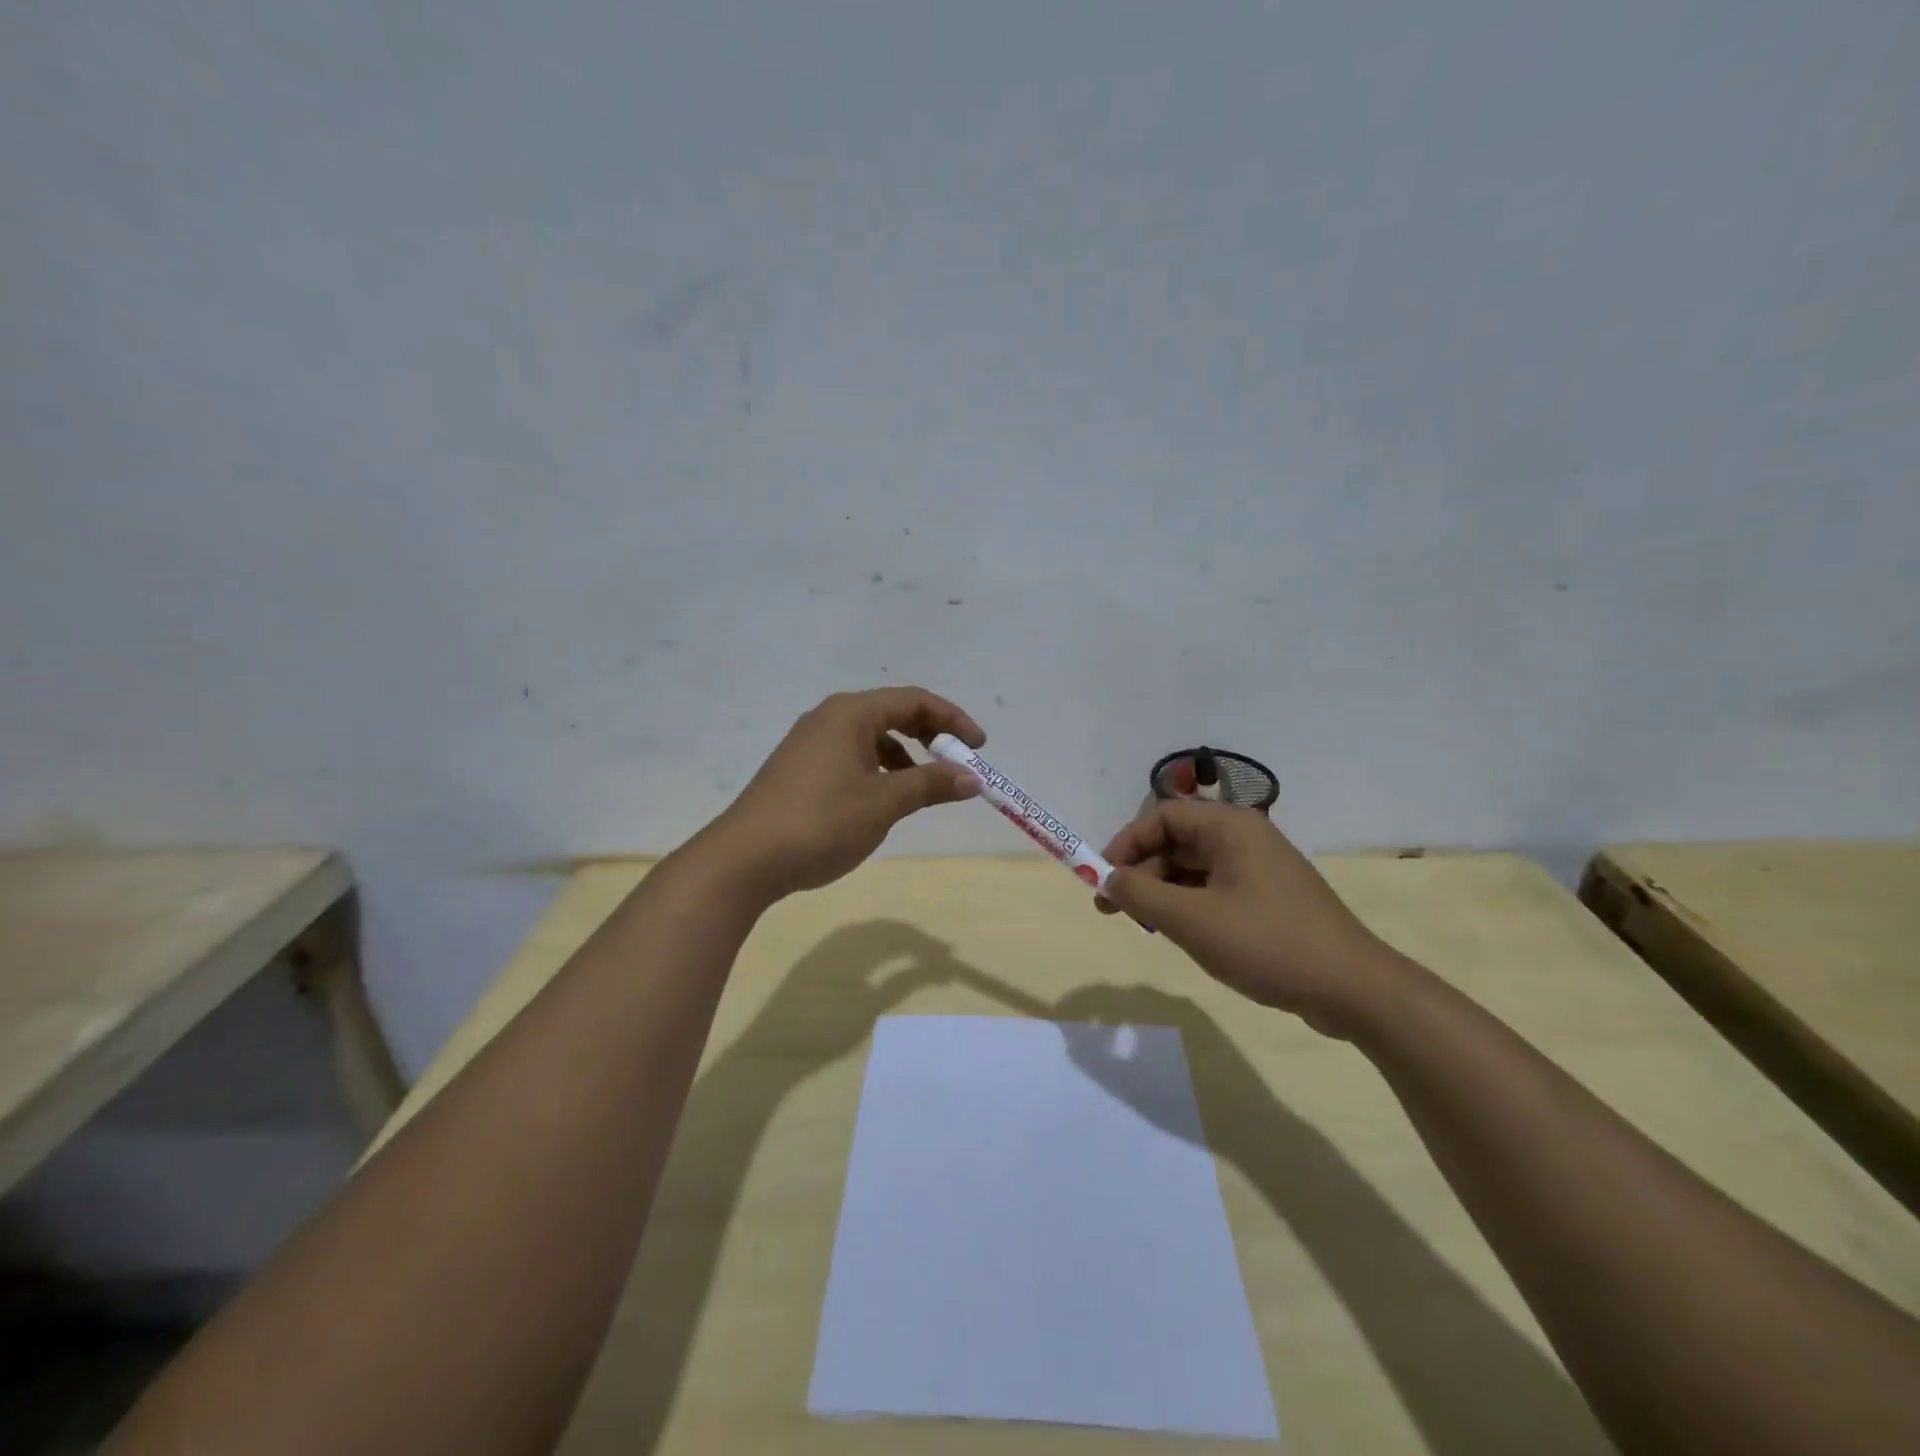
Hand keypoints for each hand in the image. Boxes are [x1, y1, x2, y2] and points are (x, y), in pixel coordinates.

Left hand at [700, 687, 983, 900]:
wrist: (744, 859)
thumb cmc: (821, 822)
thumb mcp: (884, 803)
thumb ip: (930, 785)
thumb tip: (971, 777)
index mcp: (851, 713)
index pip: (914, 700)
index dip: (953, 720)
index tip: (979, 747)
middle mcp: (829, 718)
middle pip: (893, 714)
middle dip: (930, 737)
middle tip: (957, 764)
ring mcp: (810, 743)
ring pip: (872, 738)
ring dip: (905, 757)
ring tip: (923, 789)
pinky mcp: (800, 769)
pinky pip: (852, 756)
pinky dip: (879, 771)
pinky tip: (884, 801)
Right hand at [1095, 801, 1392, 1035]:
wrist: (1353, 989)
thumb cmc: (1268, 944)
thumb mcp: (1193, 921)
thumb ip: (1141, 896)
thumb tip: (1107, 880)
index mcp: (1230, 827)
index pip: (1162, 816)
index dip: (1126, 844)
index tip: (1103, 880)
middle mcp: (1244, 837)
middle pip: (1176, 841)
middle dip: (1141, 872)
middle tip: (1115, 910)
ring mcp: (1258, 868)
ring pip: (1193, 868)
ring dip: (1163, 892)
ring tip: (1148, 927)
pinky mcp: (1267, 897)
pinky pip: (1213, 888)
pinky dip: (1189, 905)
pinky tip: (1183, 934)